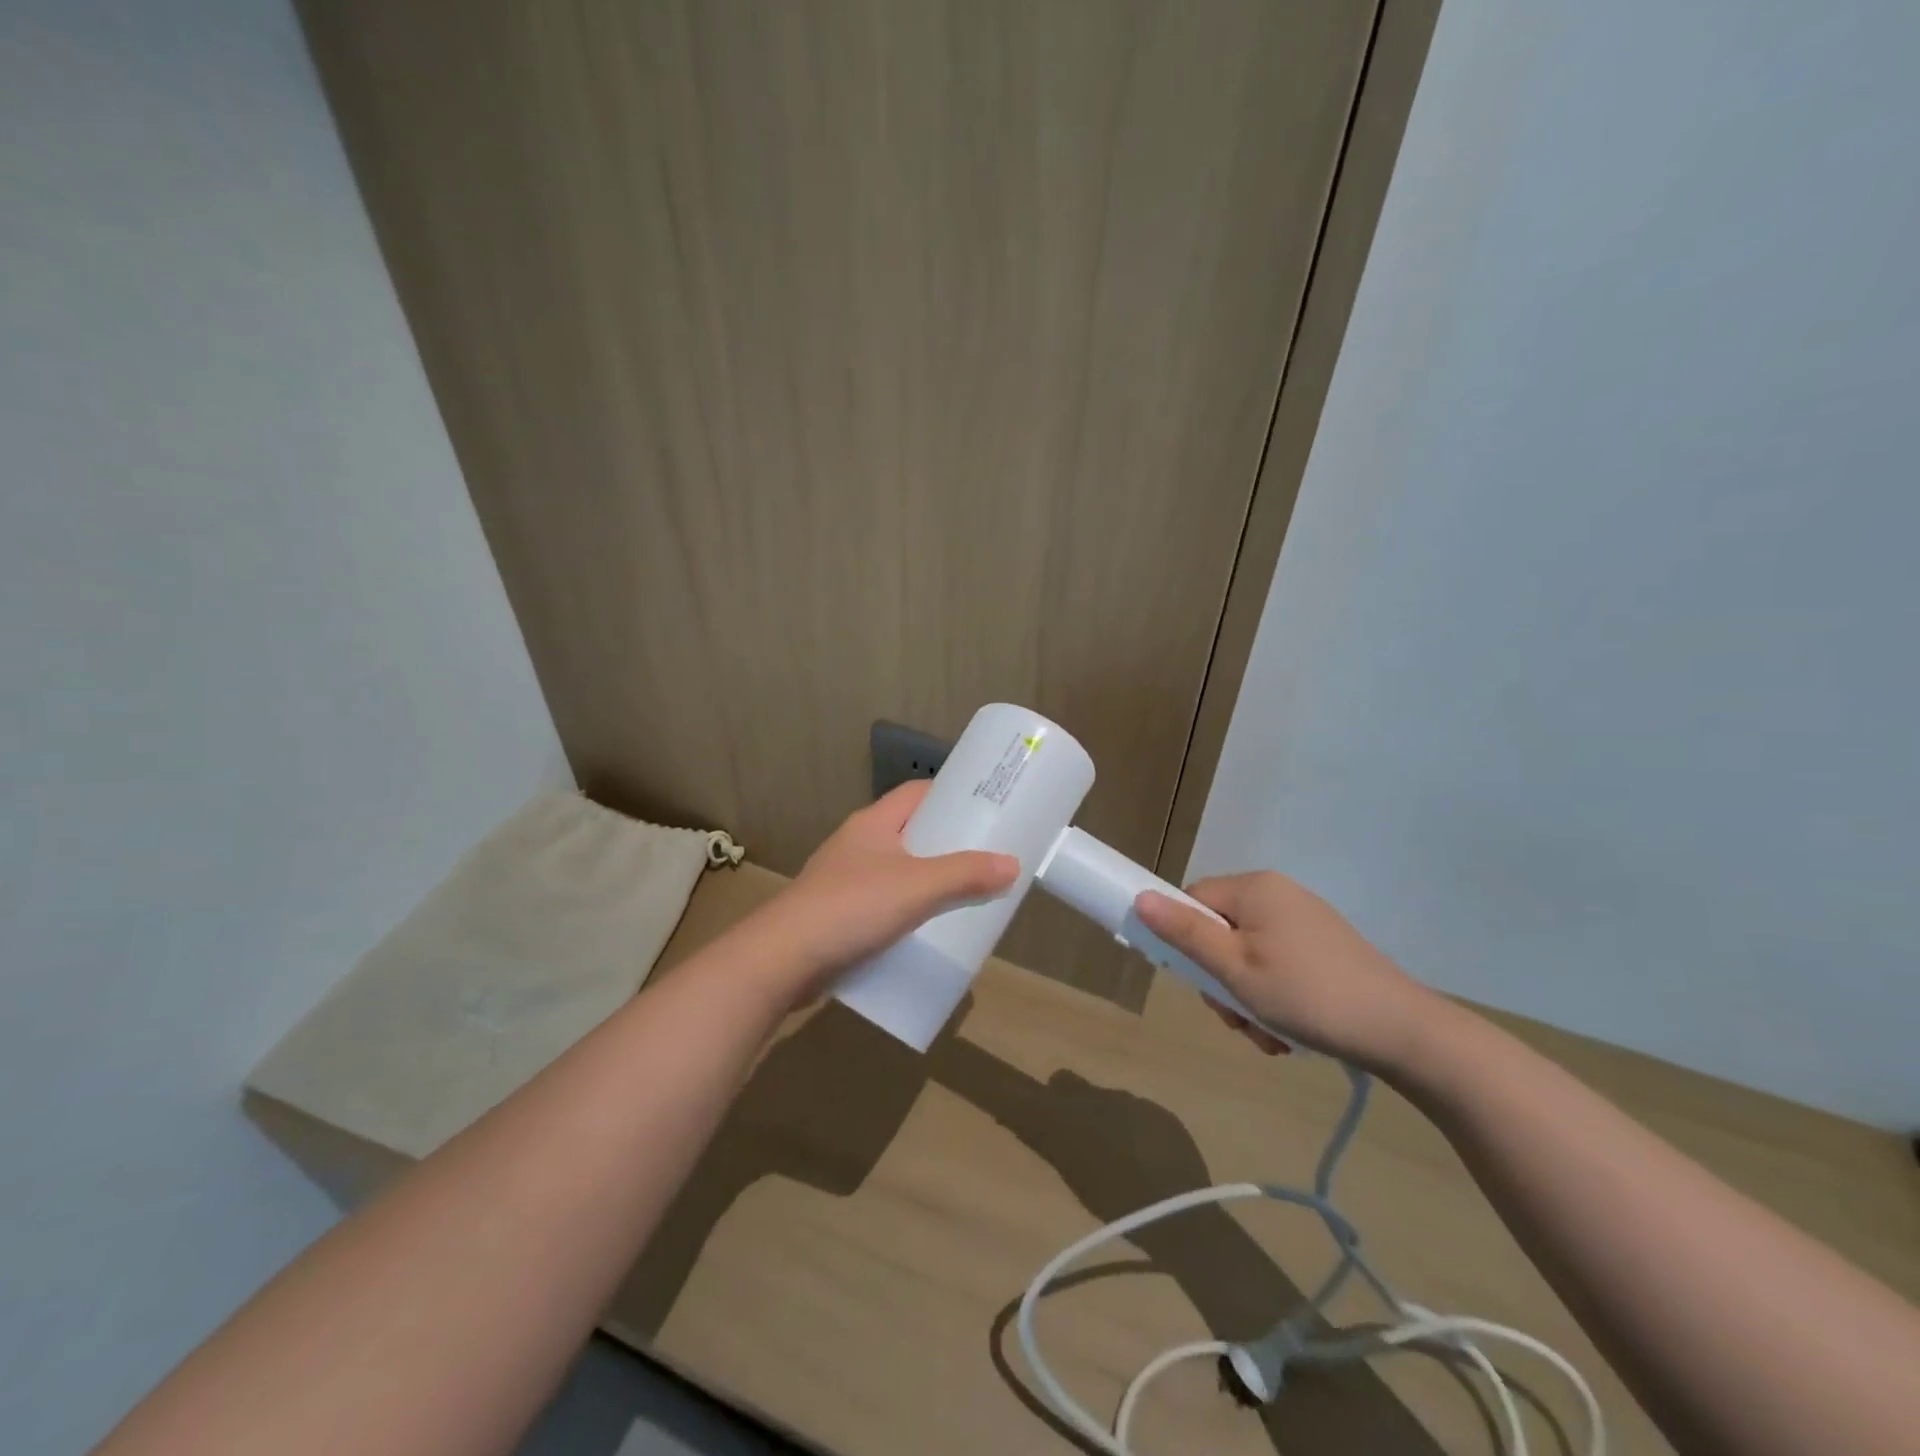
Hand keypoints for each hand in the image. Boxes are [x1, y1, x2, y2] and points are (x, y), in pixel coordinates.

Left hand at [747, 781, 1018, 1000]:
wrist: (783, 959)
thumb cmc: (852, 907)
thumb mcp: (918, 887)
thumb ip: (965, 875)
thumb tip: (1011, 864)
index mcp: (873, 823)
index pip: (917, 792)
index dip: (950, 794)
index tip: (985, 806)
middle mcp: (857, 844)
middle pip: (910, 831)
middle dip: (946, 842)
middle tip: (985, 855)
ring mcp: (844, 879)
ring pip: (897, 869)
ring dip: (927, 879)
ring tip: (964, 893)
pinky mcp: (837, 913)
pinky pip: (882, 902)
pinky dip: (906, 910)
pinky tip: (926, 929)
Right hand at [1134, 871, 1436, 1070]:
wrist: (1404, 1032)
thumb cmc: (1307, 996)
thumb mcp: (1235, 970)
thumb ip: (1185, 934)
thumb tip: (1140, 898)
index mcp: (1254, 888)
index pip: (1193, 901)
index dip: (1186, 941)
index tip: (1200, 982)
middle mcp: (1278, 894)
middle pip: (1220, 931)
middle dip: (1222, 980)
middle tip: (1238, 1018)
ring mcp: (1304, 921)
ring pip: (1247, 955)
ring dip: (1247, 997)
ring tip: (1269, 1035)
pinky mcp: (1324, 947)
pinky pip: (1277, 964)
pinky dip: (1274, 996)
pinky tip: (1289, 1030)